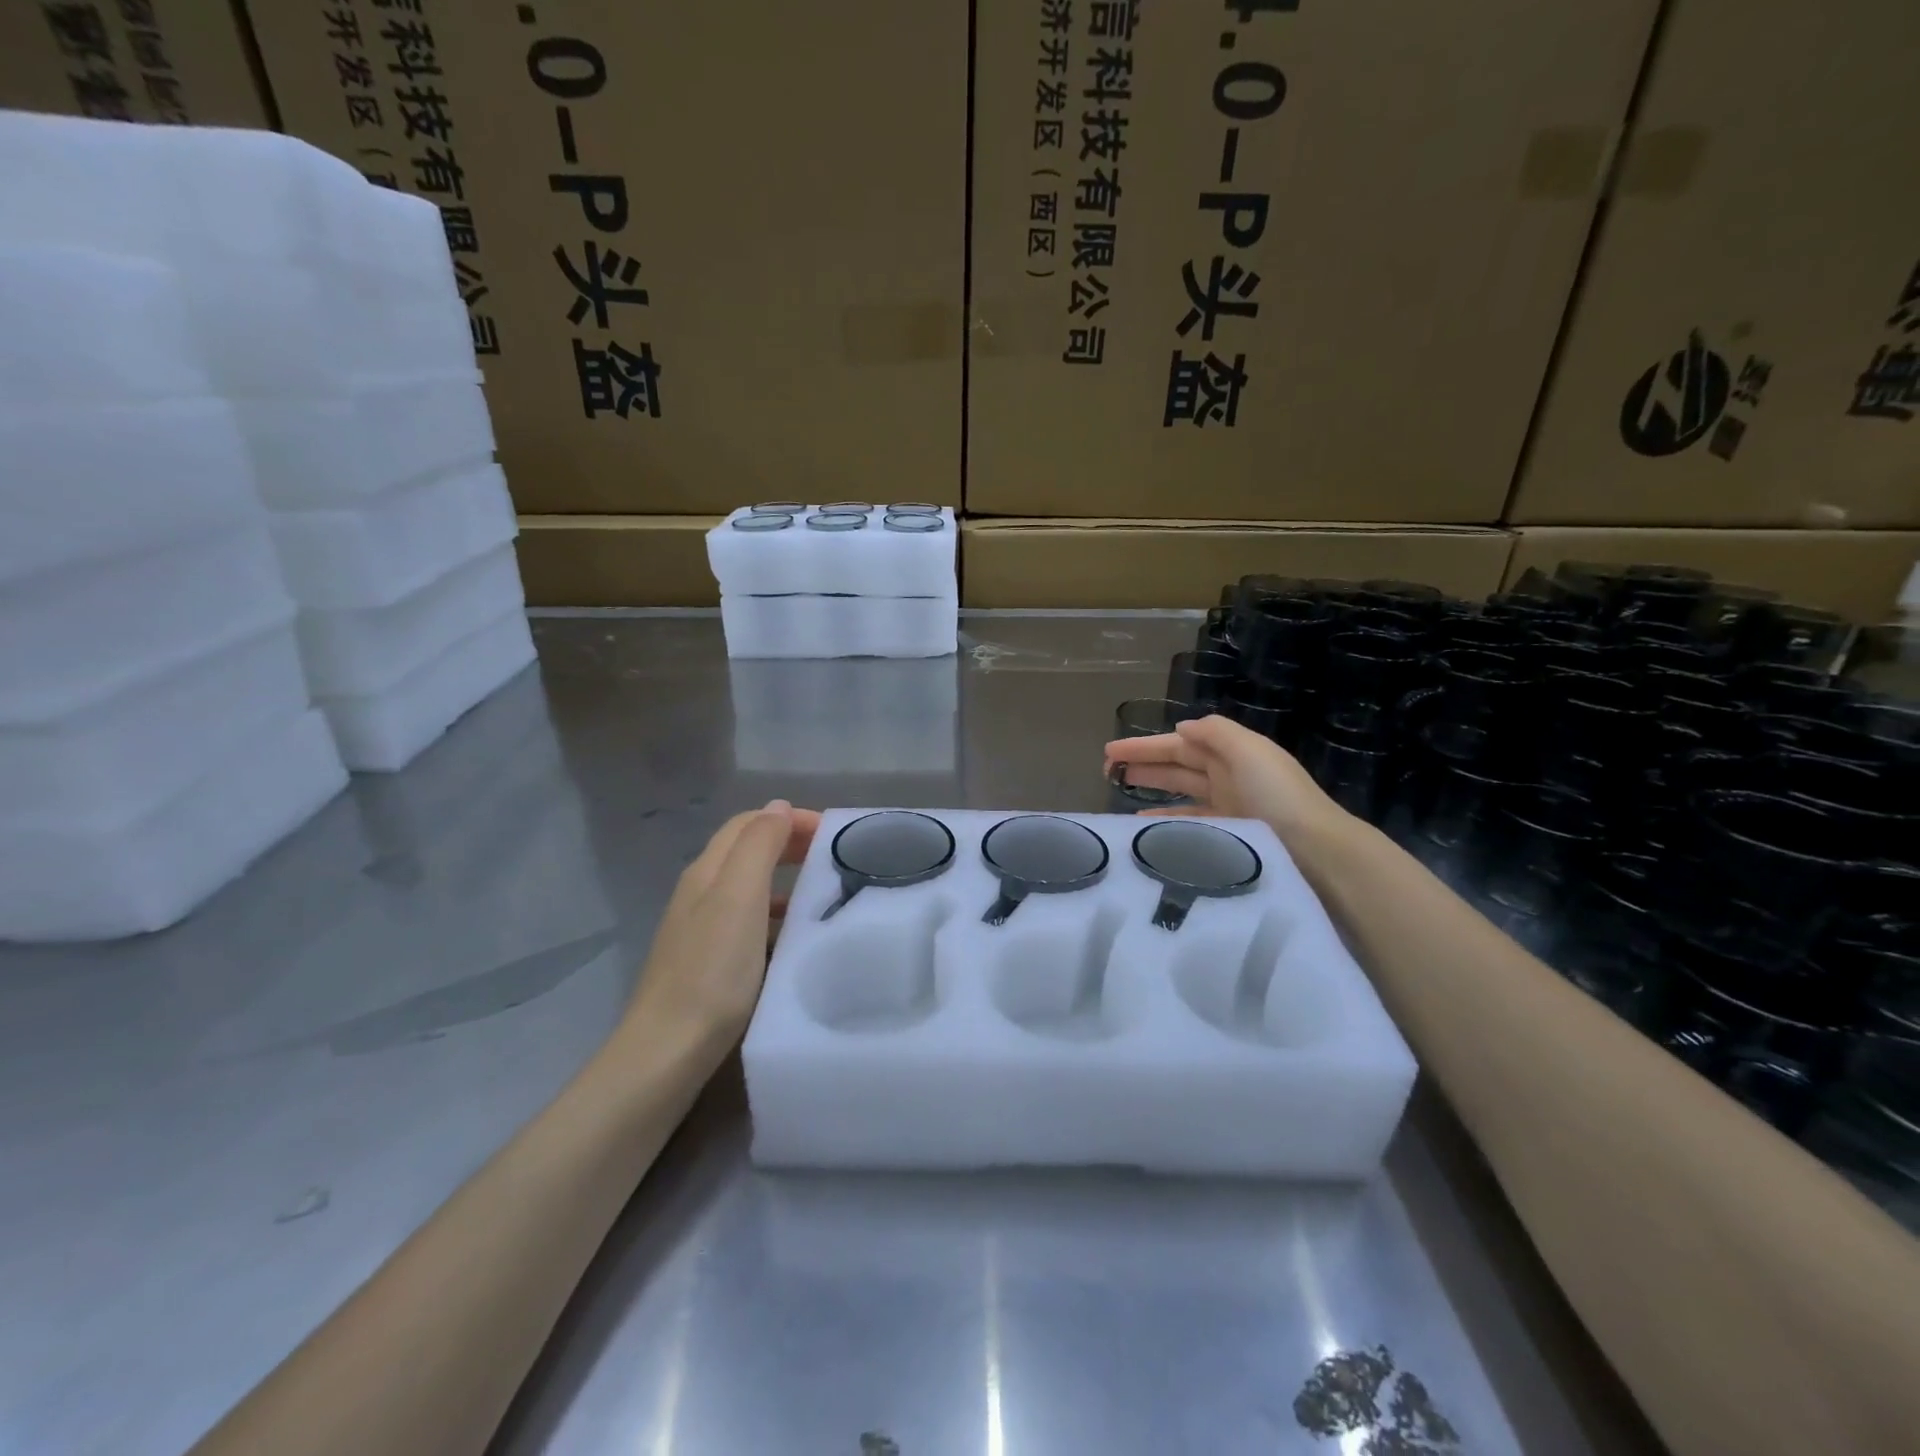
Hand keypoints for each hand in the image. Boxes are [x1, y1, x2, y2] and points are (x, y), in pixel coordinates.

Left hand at [625, 800, 819, 1042]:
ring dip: (785, 877)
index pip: (749, 823)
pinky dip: (775, 913)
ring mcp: (701, 928)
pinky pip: (749, 920)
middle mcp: (700, 892)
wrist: (668, 1049)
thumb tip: (777, 807)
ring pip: (749, 885)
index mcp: (707, 871)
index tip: (832, 832)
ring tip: (822, 891)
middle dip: (788, 842)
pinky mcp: (708, 961)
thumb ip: (758, 846)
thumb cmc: (712, 970)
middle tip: (832, 855)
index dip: (788, 818)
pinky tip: (793, 935)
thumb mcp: (739, 897)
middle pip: (746, 850)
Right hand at [1103, 714, 1342, 844]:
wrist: (1315, 849)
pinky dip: (1165, 820)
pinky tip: (1144, 825)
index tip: (1111, 750)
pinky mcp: (1227, 835)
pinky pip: (1188, 822)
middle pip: (1177, 764)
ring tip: (1119, 791)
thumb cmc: (1277, 795)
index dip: (1145, 745)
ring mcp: (1228, 807)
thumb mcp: (1249, 750)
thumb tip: (1182, 727)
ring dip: (1151, 789)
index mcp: (1232, 753)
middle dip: (1143, 763)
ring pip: (1179, 792)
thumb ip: (1214, 732)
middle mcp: (1228, 776)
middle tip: (1106, 770)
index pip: (1180, 743)